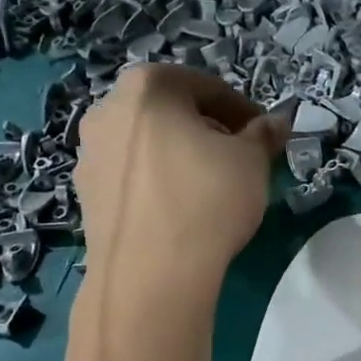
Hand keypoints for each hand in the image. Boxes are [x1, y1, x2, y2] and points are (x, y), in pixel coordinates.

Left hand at [75, 65, 286, 291]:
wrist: (150, 274)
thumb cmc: (206, 200)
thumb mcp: (252, 162)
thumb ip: (263, 135)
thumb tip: (275, 124)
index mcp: (148, 86)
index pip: (207, 87)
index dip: (243, 111)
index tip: (264, 136)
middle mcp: (108, 109)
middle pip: (171, 111)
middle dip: (208, 129)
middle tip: (239, 158)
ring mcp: (90, 152)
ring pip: (148, 143)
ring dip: (180, 154)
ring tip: (210, 186)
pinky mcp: (85, 193)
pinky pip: (132, 175)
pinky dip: (157, 181)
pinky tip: (180, 209)